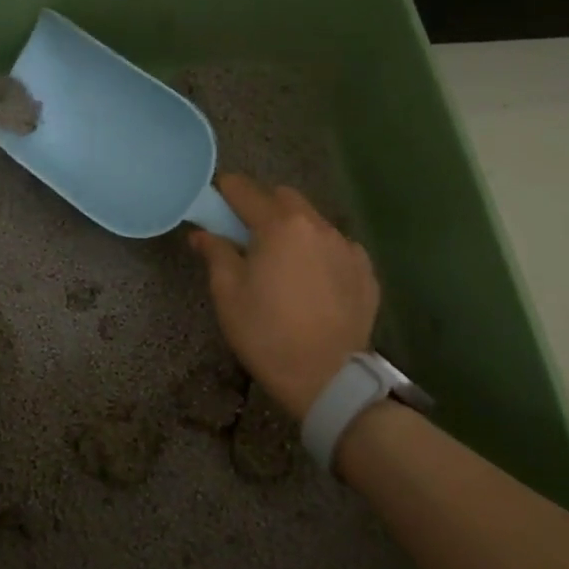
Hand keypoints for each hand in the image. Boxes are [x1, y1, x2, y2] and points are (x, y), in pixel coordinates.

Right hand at [189, 174, 379, 419]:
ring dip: (293, 230)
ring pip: (313, 221)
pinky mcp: (366, 271)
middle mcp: (317, 226)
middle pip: (284, 198)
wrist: (326, 378)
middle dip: (262, 206)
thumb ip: (216, 253)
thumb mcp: (227, 293)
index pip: (244, 190)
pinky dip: (319, 253)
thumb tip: (202, 233)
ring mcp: (347, 247)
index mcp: (279, 226)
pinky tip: (312, 282)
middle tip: (246, 236)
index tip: (214, 204)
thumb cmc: (266, 333)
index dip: (224, 192)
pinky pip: (337, 247)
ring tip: (282, 263)